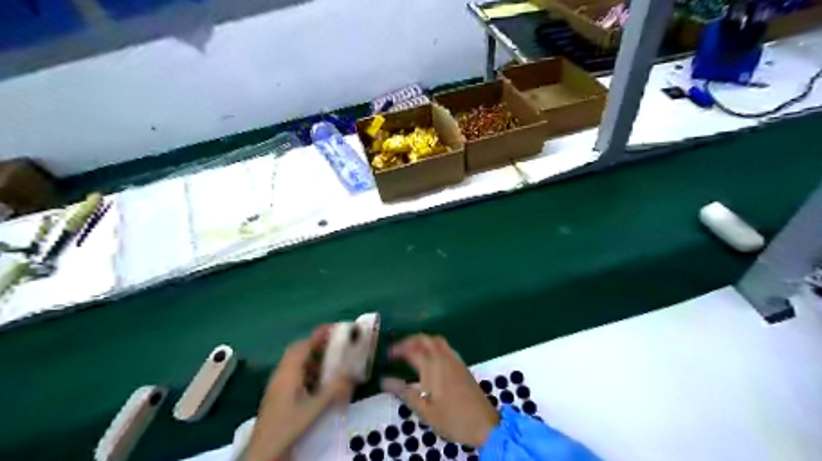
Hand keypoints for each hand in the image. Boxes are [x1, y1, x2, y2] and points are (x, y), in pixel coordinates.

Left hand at [246, 326, 351, 460]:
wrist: (262, 456)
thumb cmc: (286, 429)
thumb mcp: (314, 409)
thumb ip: (334, 391)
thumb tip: (353, 375)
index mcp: (287, 374)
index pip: (303, 345)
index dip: (319, 335)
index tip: (336, 329)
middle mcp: (281, 376)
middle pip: (299, 352)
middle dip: (319, 345)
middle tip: (338, 345)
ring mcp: (278, 388)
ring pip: (297, 365)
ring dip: (315, 359)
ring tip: (334, 362)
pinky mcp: (279, 399)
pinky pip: (296, 377)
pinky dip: (311, 373)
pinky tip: (322, 384)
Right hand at [381, 334, 500, 445]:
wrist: (483, 424)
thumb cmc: (451, 418)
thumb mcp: (424, 409)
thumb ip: (404, 392)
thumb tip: (384, 380)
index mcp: (432, 366)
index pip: (411, 349)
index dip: (397, 349)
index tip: (387, 355)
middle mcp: (443, 357)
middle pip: (425, 339)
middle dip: (409, 340)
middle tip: (398, 350)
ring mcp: (455, 360)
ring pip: (436, 340)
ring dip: (423, 340)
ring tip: (412, 351)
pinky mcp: (462, 365)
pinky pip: (445, 346)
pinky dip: (434, 345)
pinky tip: (430, 358)